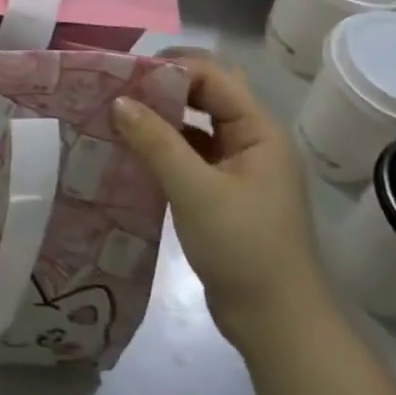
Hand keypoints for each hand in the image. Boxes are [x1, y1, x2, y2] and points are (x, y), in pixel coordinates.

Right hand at [112, 52, 331, 349]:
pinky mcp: (223, 192)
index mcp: (259, 132)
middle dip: (165, 85)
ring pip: (197, 123)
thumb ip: (156, 142)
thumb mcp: (195, 192)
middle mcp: (252, 141)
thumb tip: (119, 101)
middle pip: (208, 94)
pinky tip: (133, 151)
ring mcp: (239, 168)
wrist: (276, 325)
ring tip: (119, 113)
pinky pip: (191, 153)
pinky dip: (164, 145)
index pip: (213, 77)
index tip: (126, 74)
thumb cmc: (243, 249)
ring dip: (162, 116)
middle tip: (121, 87)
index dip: (171, 68)